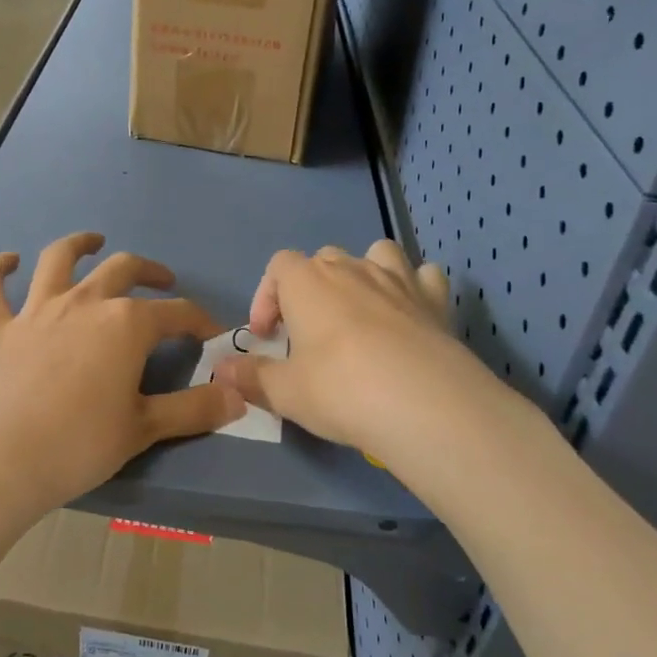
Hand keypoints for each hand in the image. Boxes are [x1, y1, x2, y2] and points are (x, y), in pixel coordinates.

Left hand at [0, 232, 244, 520]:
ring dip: (78, 245)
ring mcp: (36, 311)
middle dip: (148, 272)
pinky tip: (8, 261)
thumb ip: (194, 409)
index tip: (211, 333)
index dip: (199, 320)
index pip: (175, 313)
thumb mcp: (144, 429)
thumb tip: (238, 395)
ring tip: (92, 242)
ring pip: (58, 260)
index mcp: (125, 325)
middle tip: (162, 282)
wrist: (0, 460)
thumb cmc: (79, 445)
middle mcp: (84, 303)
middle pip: (122, 270)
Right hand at [215, 240, 538, 485]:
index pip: (278, 266)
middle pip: (323, 258)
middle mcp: (351, 268)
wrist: (424, 403)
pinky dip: (414, 288)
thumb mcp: (285, 392)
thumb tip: (221, 369)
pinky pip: (423, 276)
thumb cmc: (340, 390)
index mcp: (307, 282)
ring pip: (376, 253)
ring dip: (364, 274)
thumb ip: (251, 377)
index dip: (267, 297)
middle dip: (312, 288)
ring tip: (361, 311)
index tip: (268, 337)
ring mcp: (397, 279)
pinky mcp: (435, 300)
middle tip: (310, 333)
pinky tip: (410, 315)